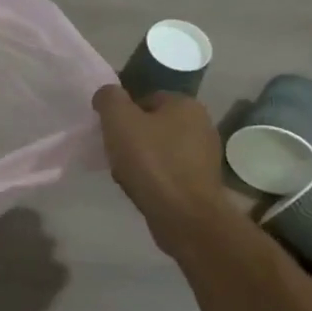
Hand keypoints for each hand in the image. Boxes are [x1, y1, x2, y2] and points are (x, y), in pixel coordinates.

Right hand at [92, 85, 244, 259]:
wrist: (184, 216)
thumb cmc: (152, 162)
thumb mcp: (120, 121)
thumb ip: (110, 98)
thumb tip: (107, 94)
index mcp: (186, 104)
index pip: (146, 98)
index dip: (124, 114)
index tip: (110, 133)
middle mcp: (201, 125)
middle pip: (153, 125)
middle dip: (132, 138)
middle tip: (115, 154)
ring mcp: (204, 155)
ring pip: (160, 150)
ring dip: (141, 160)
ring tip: (126, 175)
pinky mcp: (202, 182)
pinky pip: (169, 172)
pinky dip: (154, 178)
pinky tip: (142, 189)